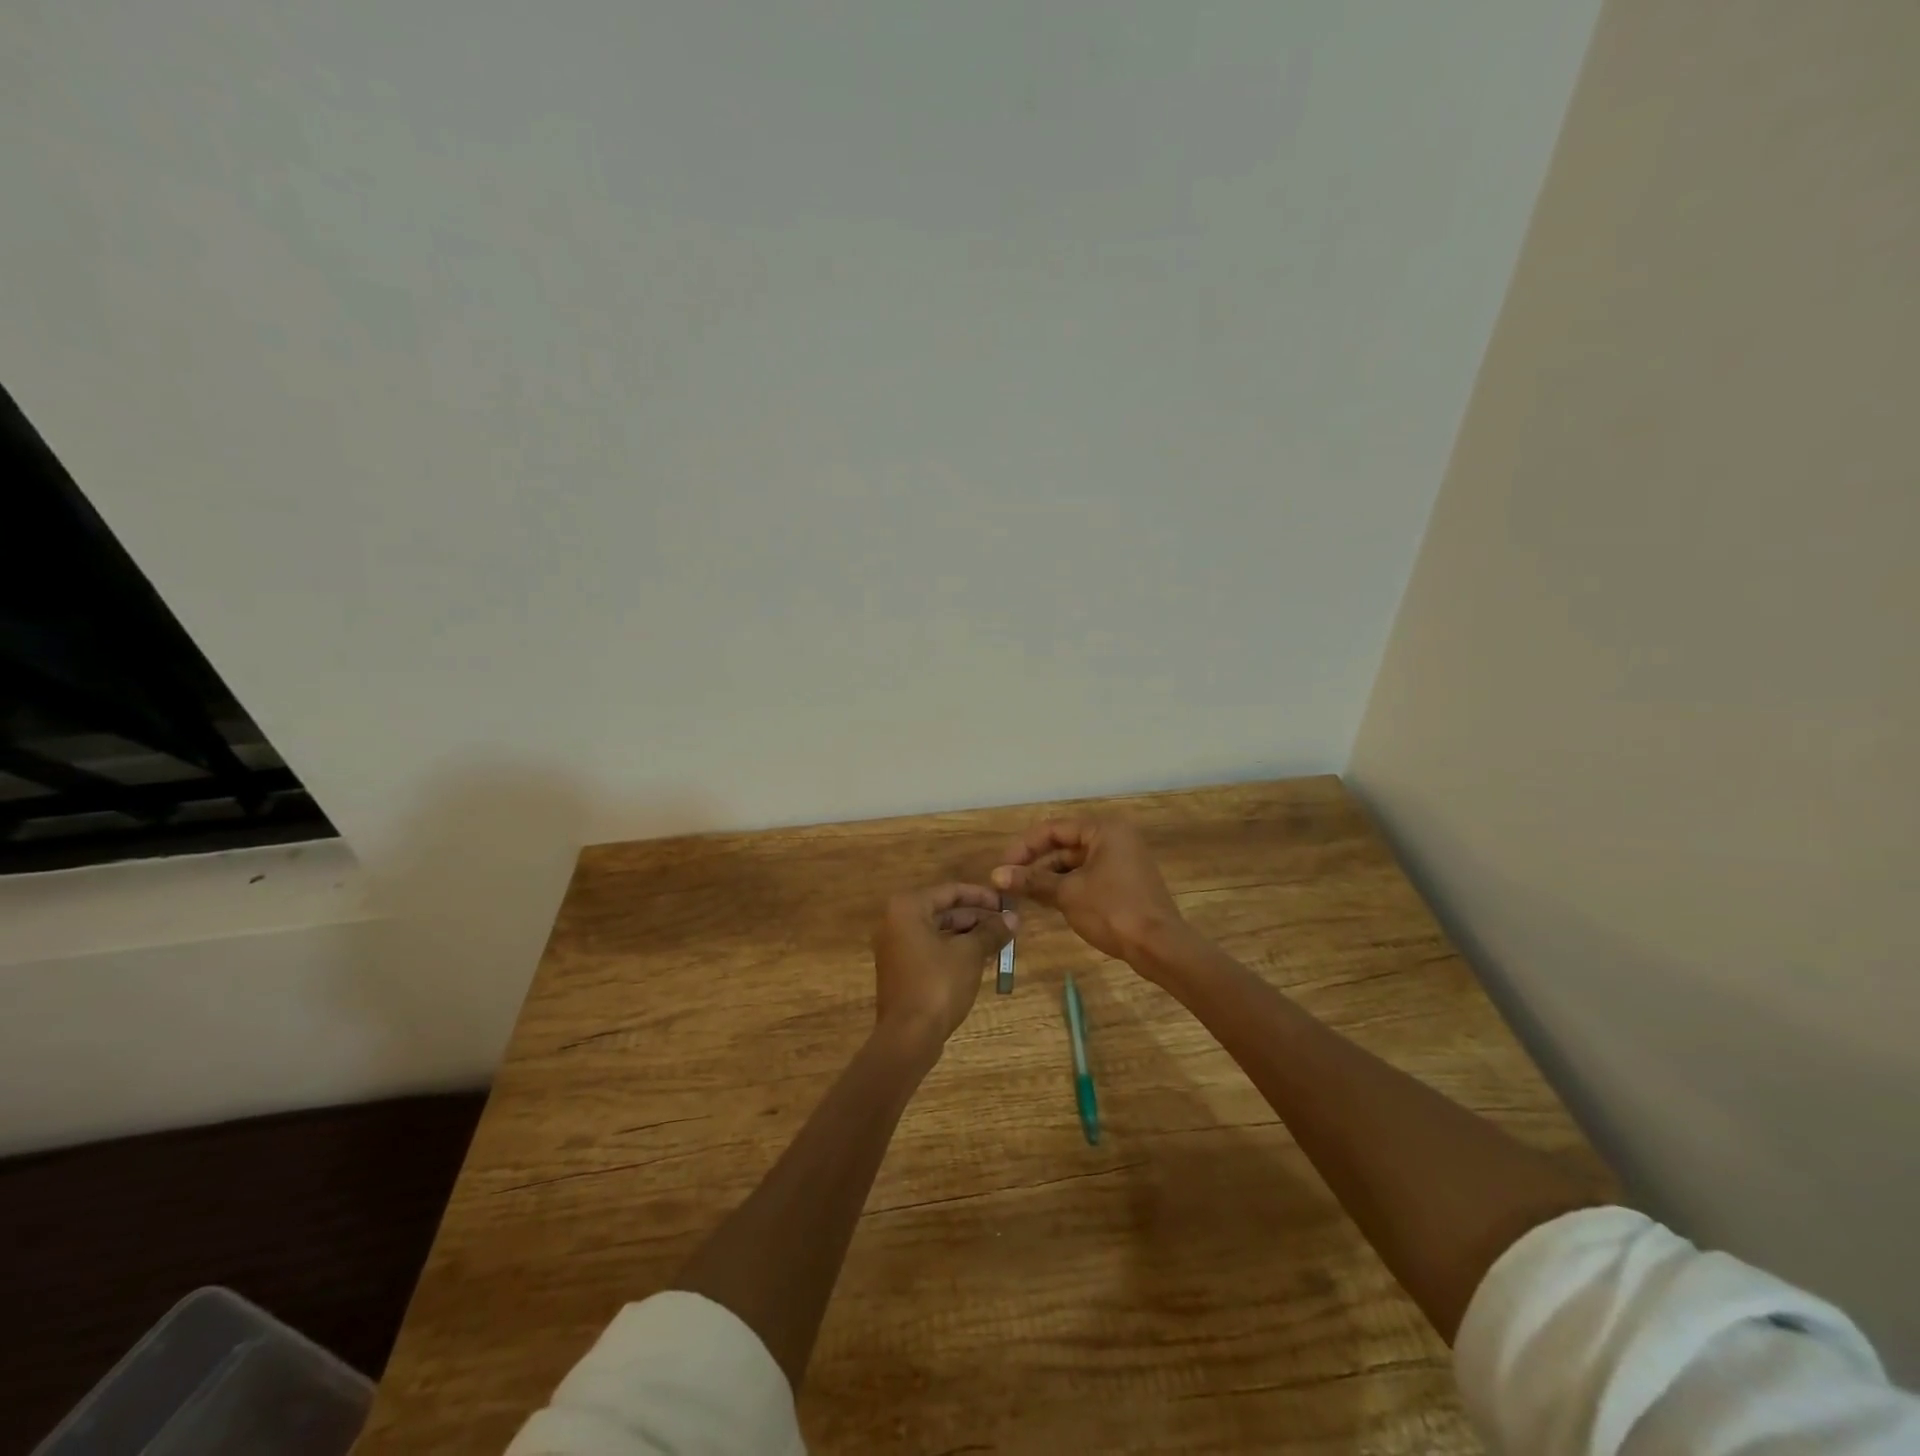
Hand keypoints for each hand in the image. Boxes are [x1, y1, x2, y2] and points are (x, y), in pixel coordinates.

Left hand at [871, 883, 1016, 1049]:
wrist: (908, 1036)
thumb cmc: (938, 984)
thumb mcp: (970, 954)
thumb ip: (991, 932)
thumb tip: (1013, 918)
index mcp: (908, 908)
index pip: (951, 891)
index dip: (982, 896)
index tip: (1007, 903)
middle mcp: (896, 922)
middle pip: (944, 911)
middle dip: (977, 918)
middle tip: (1007, 924)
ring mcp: (896, 948)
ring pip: (939, 932)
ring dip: (969, 936)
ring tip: (1000, 942)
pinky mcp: (902, 970)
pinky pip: (932, 950)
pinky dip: (955, 951)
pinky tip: (982, 960)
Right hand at [991, 816, 1185, 964]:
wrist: (1159, 947)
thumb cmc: (1112, 910)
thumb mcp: (1067, 894)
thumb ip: (1032, 880)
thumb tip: (996, 875)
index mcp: (1103, 830)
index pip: (1053, 829)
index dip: (1024, 847)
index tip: (1002, 866)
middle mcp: (1114, 838)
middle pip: (1064, 844)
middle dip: (1035, 863)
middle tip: (1008, 881)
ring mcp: (1121, 860)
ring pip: (1075, 862)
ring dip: (1048, 876)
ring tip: (1021, 893)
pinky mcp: (1124, 882)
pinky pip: (1087, 876)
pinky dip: (1066, 885)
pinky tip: (1045, 900)